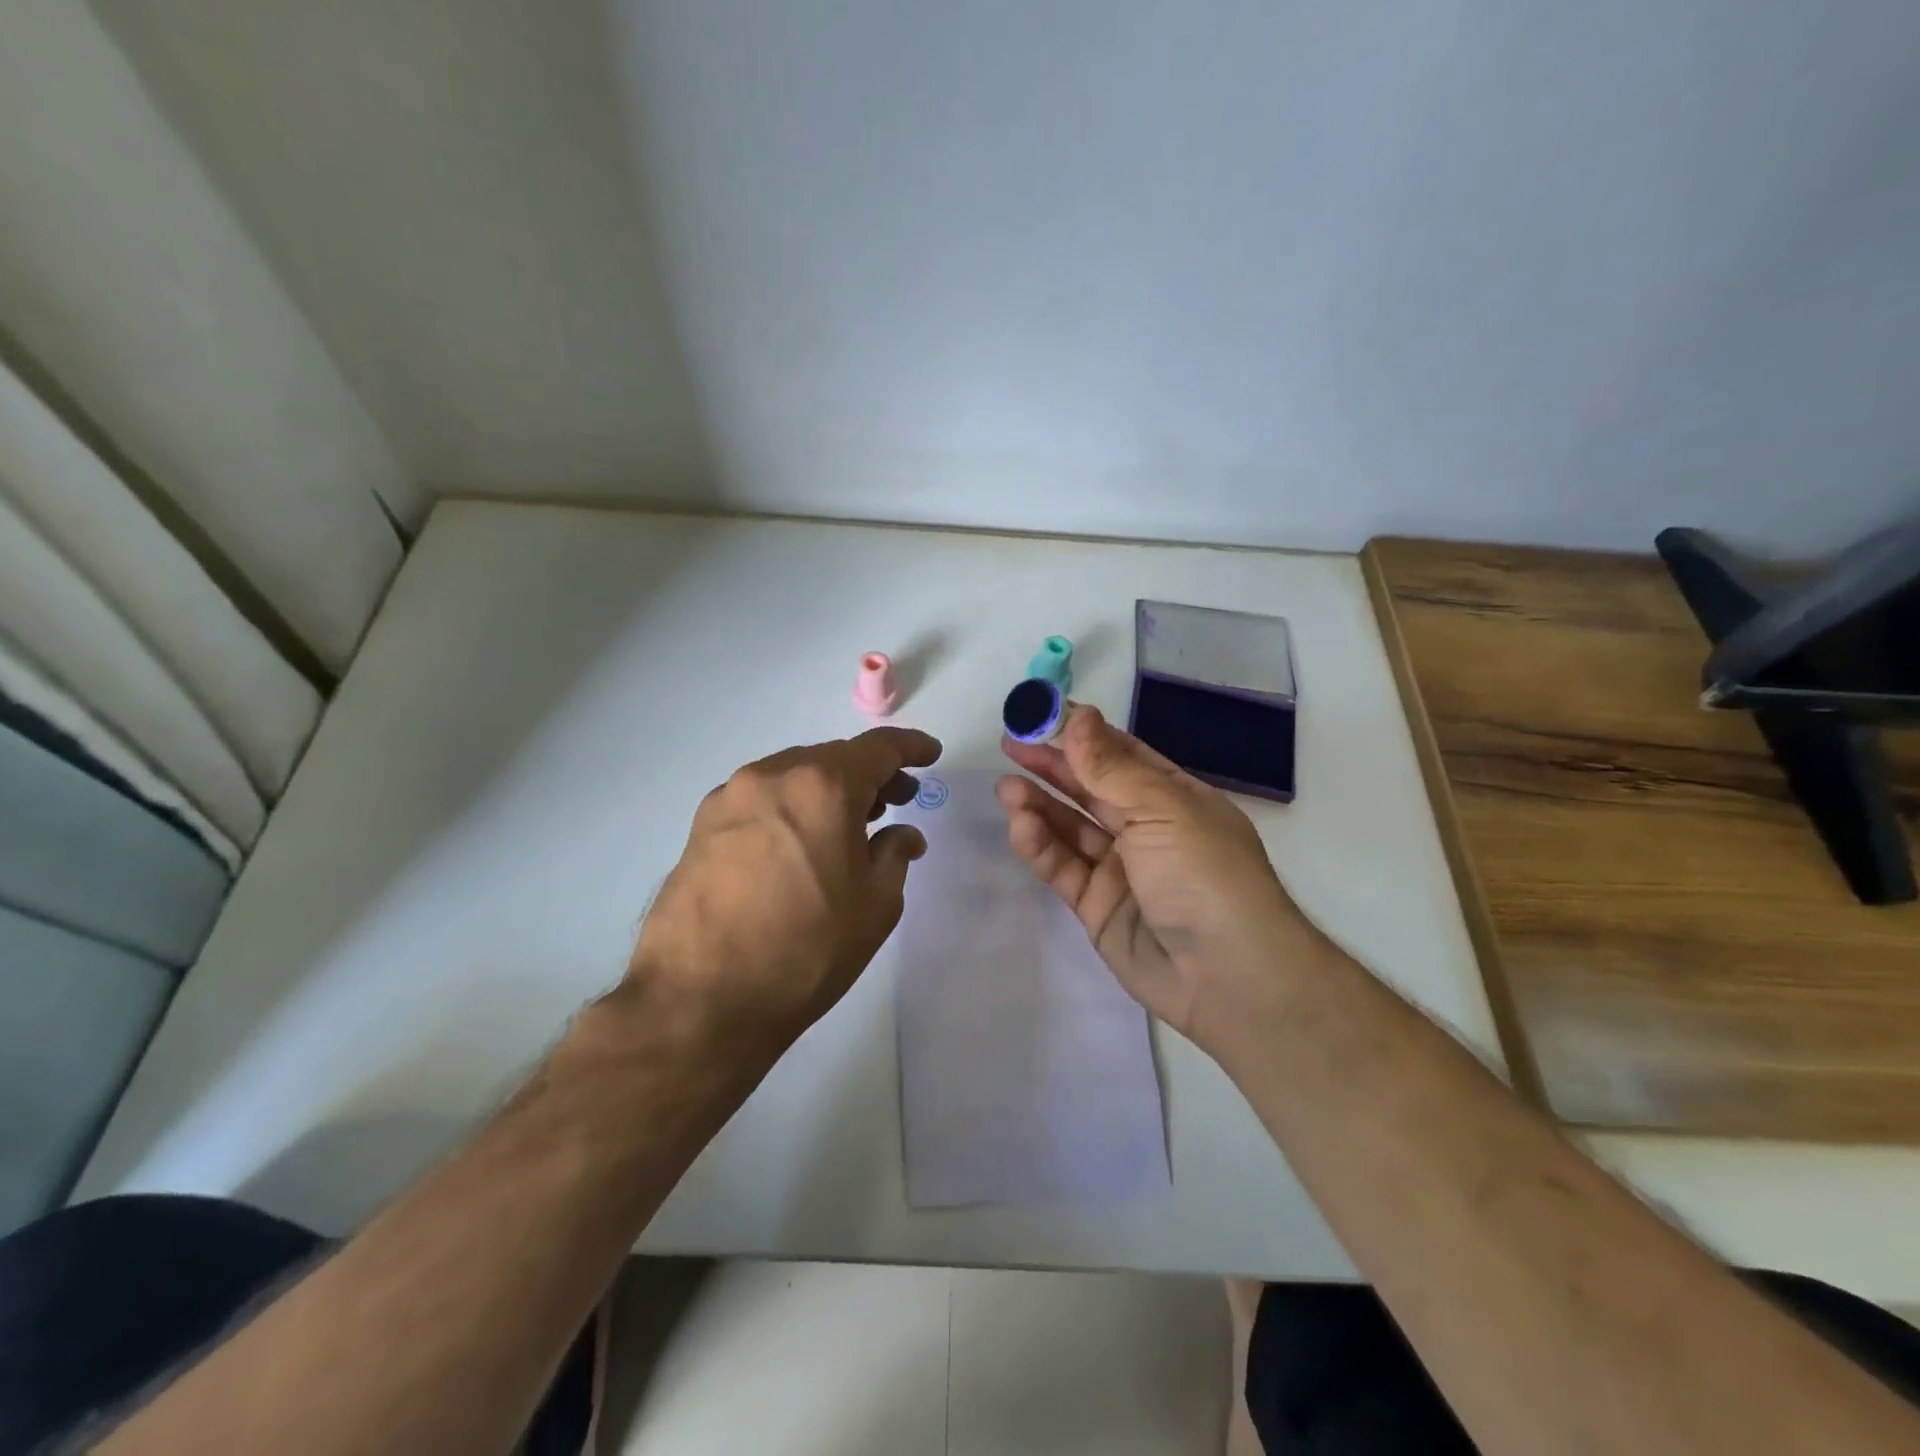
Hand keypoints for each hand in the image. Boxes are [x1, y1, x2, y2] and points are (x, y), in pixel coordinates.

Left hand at [627, 727, 941, 1061]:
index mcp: (823, 786)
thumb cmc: (805, 949)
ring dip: (829, 789)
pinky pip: (762, 799)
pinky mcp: (702, 825)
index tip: (931, 755)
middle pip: (834, 758)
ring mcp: (730, 798)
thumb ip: (895, 855)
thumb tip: (901, 835)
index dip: (911, 747)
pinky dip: (792, 806)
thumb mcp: (874, 905)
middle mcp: (773, 776)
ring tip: (851, 823)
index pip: (878, 748)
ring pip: (795, 775)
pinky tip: (801, 842)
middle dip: (871, 774)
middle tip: (898, 799)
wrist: (700, 999)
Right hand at [997, 705, 1314, 1047]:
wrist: (1226, 976)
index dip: (1082, 734)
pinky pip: (1063, 867)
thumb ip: (1110, 767)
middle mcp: (1147, 828)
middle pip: (1091, 789)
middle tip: (1010, 744)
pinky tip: (1020, 825)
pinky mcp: (1097, 905)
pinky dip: (1040, 846)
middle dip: (1052, 766)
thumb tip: (1078, 715)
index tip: (1041, 715)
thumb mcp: (1161, 808)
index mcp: (1174, 797)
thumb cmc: (1204, 873)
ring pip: (1071, 828)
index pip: (1121, 755)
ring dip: (1039, 805)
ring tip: (1006, 786)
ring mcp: (1121, 869)